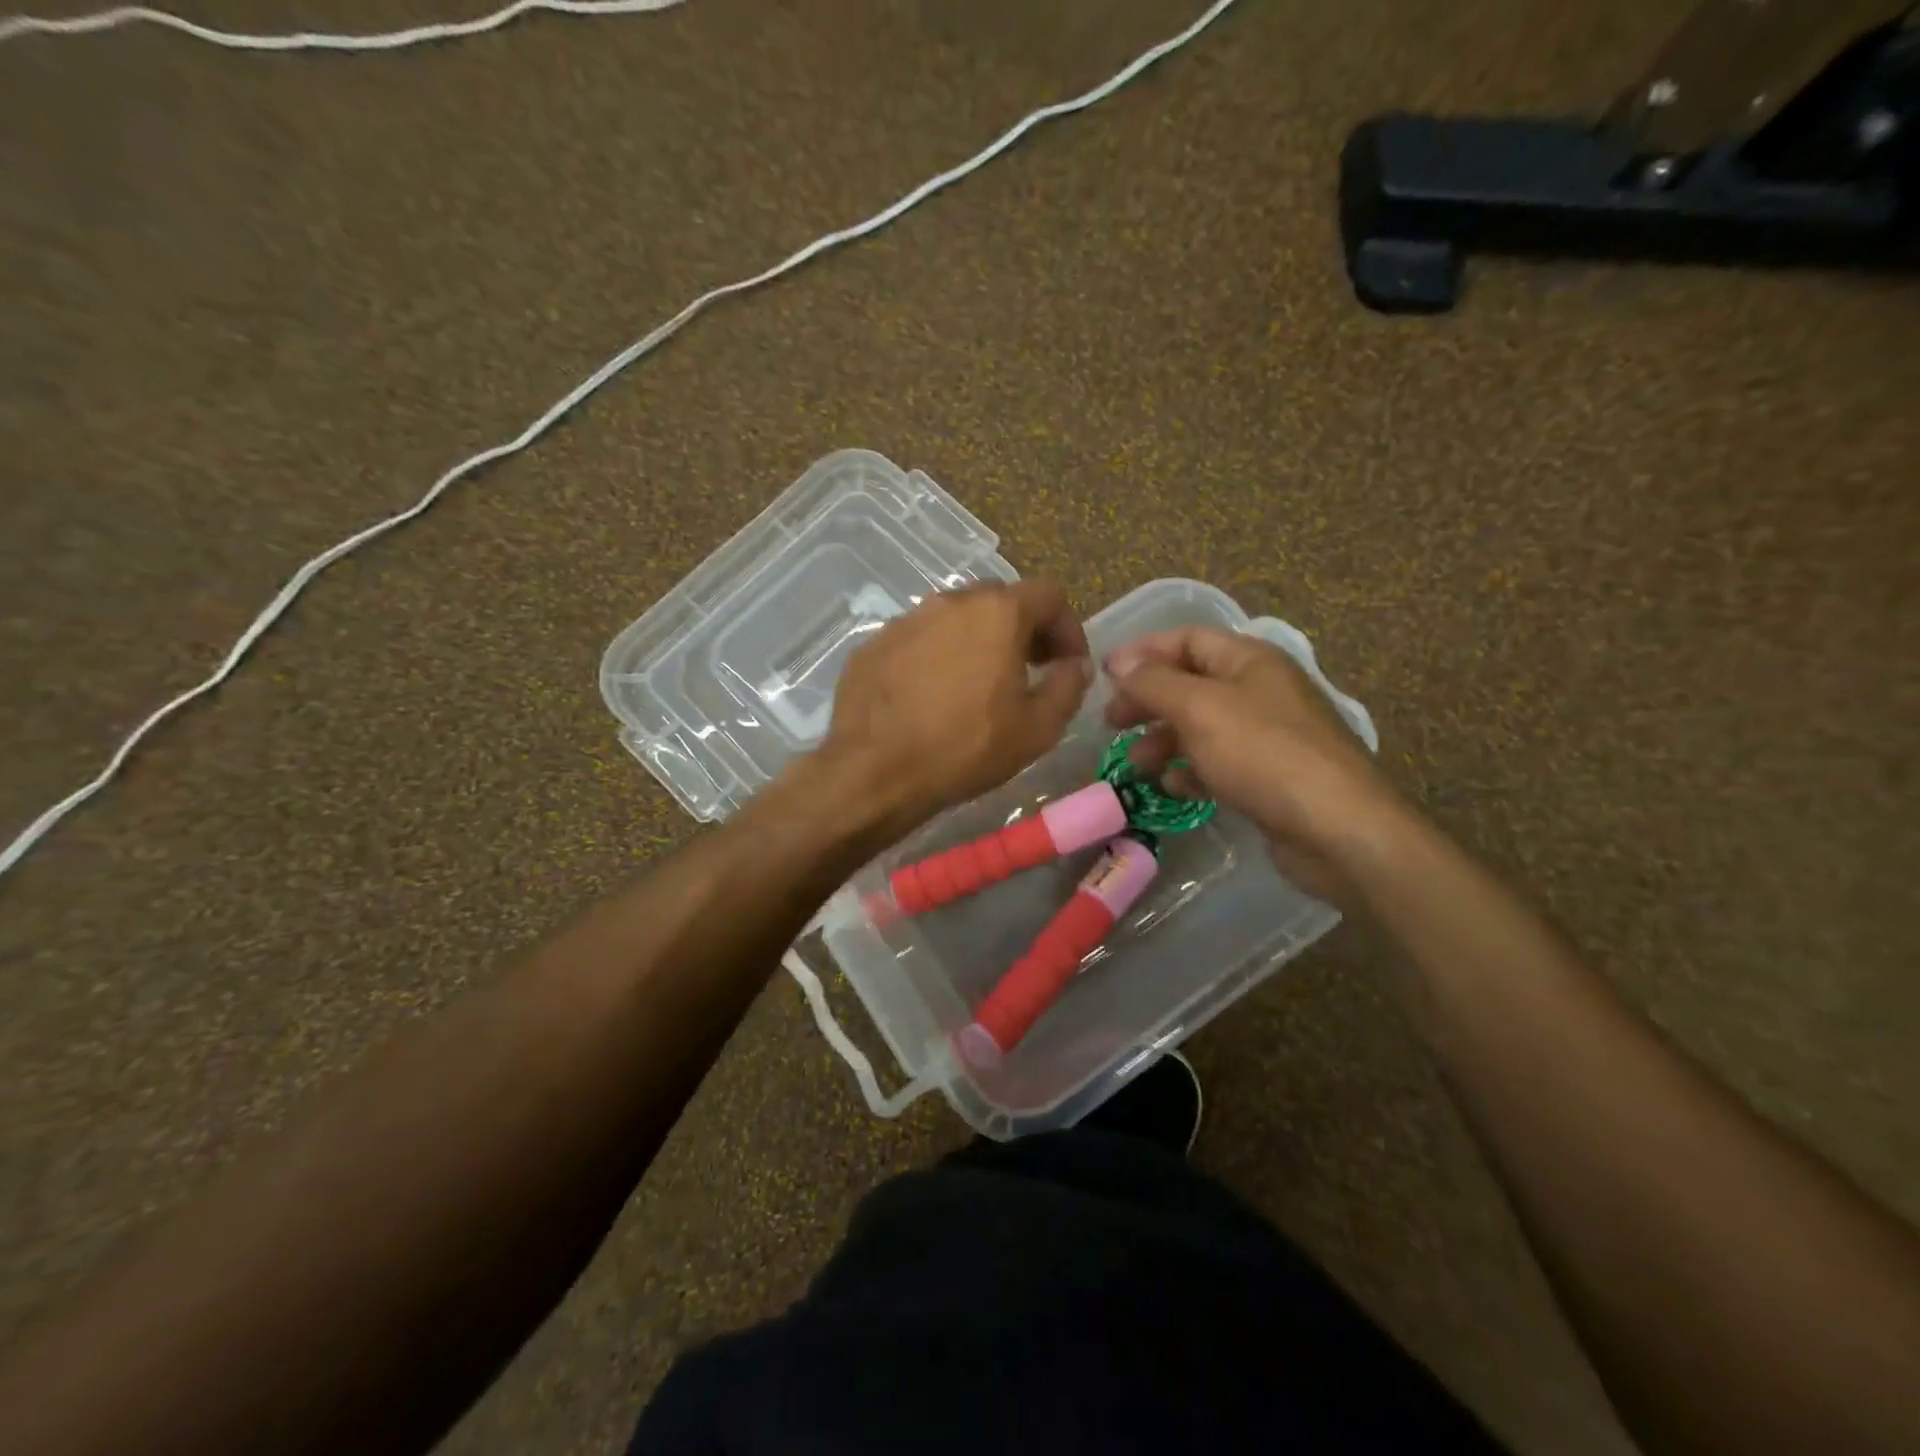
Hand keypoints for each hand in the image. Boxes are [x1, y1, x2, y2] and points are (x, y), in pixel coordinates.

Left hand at [819, 581, 1091, 837]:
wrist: (875, 771)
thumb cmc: (966, 747)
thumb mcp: (1038, 728)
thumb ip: (1069, 686)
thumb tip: (1075, 665)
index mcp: (997, 612)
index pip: (1049, 594)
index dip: (1068, 627)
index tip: (1068, 664)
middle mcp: (950, 602)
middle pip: (1000, 600)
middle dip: (1023, 631)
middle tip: (1028, 673)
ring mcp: (906, 620)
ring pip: (956, 619)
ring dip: (978, 642)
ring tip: (978, 687)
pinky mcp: (874, 644)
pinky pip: (919, 640)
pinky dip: (936, 657)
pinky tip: (932, 697)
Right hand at [1104, 627, 1403, 902]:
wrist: (1337, 828)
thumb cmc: (1263, 754)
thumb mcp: (1199, 709)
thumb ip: (1153, 682)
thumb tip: (1118, 660)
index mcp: (1250, 660)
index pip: (1188, 639)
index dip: (1143, 652)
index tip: (1104, 674)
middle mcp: (1260, 690)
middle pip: (1191, 683)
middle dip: (1149, 700)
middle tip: (1112, 722)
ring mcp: (1268, 735)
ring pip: (1202, 726)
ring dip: (1164, 739)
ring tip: (1136, 763)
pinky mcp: (1270, 776)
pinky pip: (1220, 763)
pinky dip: (1191, 770)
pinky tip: (1173, 787)